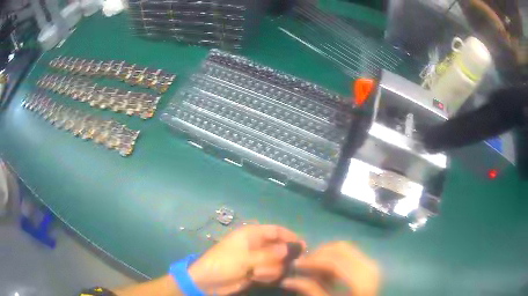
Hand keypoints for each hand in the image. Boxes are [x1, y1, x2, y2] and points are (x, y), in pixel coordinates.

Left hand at [188, 225, 304, 294]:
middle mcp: (256, 245)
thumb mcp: (245, 258)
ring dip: (271, 269)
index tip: (303, 246)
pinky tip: (256, 278)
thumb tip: (292, 247)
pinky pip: (270, 272)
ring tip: (257, 274)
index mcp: (251, 235)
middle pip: (279, 248)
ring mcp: (256, 259)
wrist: (207, 282)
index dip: (289, 236)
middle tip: (283, 266)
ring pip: (276, 262)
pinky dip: (267, 276)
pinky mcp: (255, 272)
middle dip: (280, 258)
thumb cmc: (223, 264)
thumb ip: (269, 254)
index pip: (275, 231)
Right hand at [281, 242, 378, 295]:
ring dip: (326, 255)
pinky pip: (350, 254)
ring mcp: (371, 264)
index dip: (312, 261)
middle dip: (318, 254)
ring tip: (313, 268)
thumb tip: (287, 280)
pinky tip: (326, 271)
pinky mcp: (369, 265)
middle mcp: (369, 266)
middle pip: (340, 249)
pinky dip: (335, 259)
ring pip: (344, 248)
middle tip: (303, 265)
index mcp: (361, 279)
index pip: (334, 260)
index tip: (295, 264)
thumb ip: (310, 290)